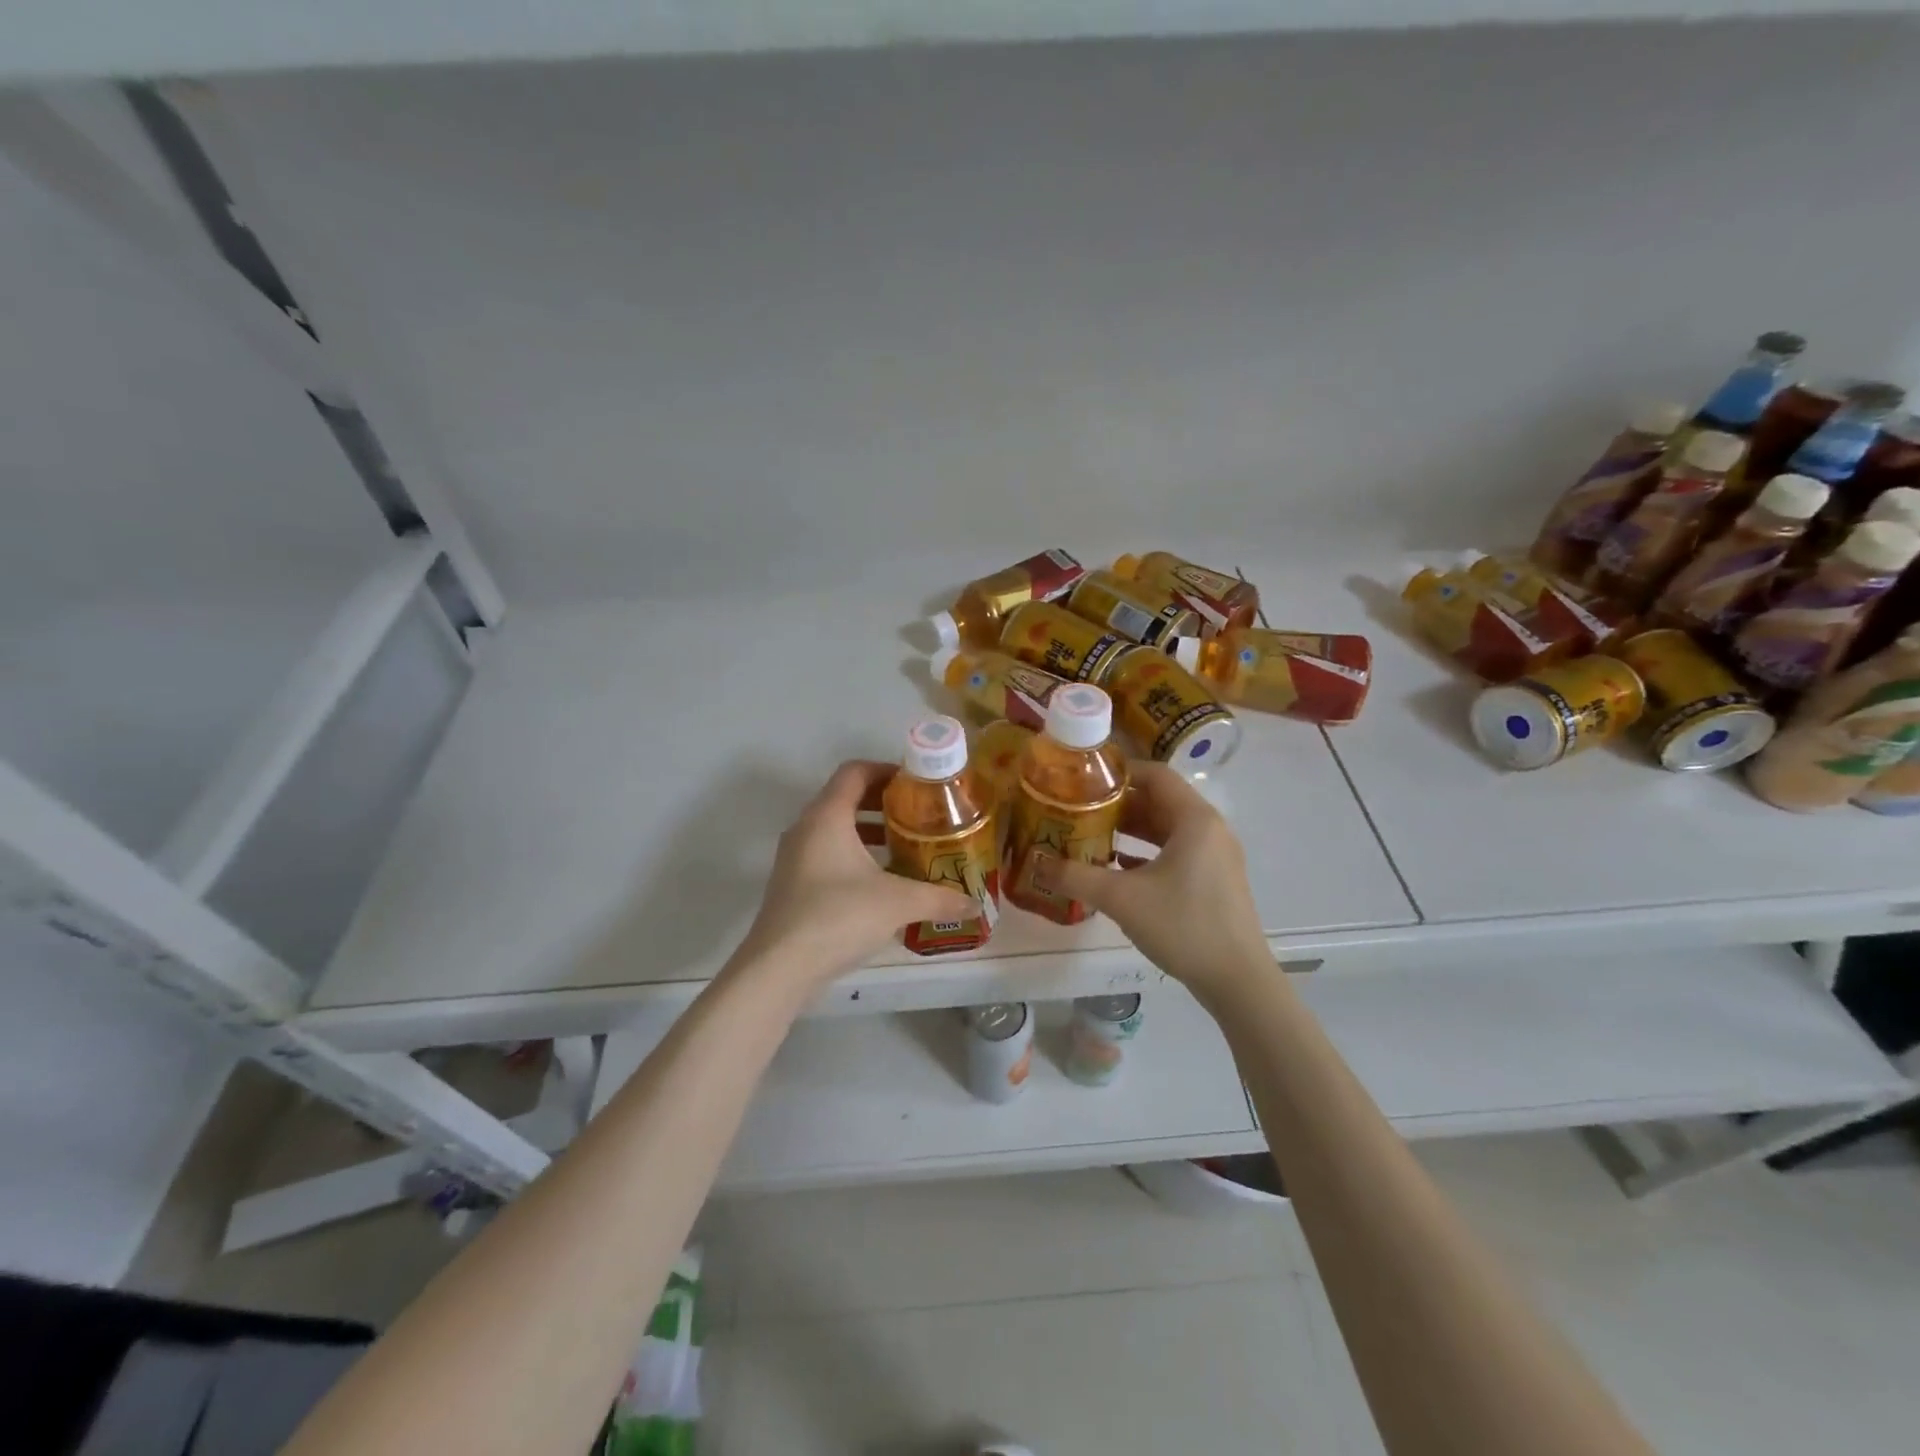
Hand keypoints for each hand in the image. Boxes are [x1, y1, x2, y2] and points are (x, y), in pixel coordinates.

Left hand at [734, 761, 977, 988]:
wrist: (779, 967)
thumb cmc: (838, 917)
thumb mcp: (898, 902)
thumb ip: (939, 898)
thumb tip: (974, 903)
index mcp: (827, 816)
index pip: (855, 771)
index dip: (886, 769)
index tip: (917, 783)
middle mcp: (806, 828)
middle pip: (845, 797)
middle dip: (884, 802)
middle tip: (919, 814)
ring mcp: (795, 857)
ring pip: (836, 828)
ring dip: (870, 831)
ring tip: (906, 846)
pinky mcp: (792, 884)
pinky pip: (827, 853)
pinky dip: (855, 855)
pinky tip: (882, 882)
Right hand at [1036, 762, 1271, 994]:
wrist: (1237, 981)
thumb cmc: (1183, 925)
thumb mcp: (1122, 899)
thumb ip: (1077, 876)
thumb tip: (1037, 864)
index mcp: (1194, 819)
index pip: (1156, 774)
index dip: (1119, 772)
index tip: (1084, 779)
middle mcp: (1210, 829)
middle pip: (1161, 800)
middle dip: (1119, 803)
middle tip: (1080, 808)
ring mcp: (1216, 856)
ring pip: (1168, 828)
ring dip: (1132, 829)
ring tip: (1093, 834)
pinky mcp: (1216, 880)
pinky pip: (1177, 851)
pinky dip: (1147, 852)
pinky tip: (1118, 867)